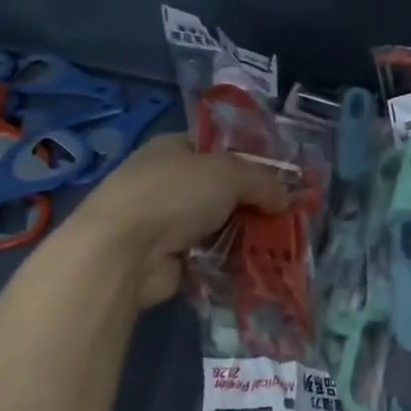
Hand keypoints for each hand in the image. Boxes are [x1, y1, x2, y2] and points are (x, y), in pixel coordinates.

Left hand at [64, 133, 288, 306]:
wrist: (124, 252)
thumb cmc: (175, 194)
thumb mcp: (229, 173)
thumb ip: (263, 181)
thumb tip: (285, 199)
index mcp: (174, 148)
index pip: (219, 148)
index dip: (251, 159)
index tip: (282, 177)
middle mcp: (168, 181)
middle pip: (222, 188)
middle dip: (254, 201)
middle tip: (286, 214)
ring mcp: (166, 221)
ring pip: (219, 223)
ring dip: (246, 233)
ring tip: (280, 242)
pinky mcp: (169, 257)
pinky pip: (211, 254)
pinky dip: (231, 259)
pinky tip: (257, 263)